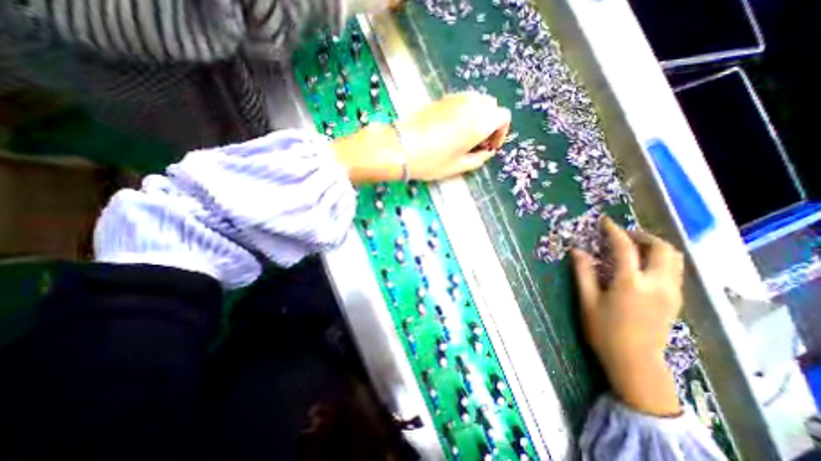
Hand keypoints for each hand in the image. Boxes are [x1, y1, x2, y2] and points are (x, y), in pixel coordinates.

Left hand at [329, 92, 510, 182]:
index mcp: (479, 122)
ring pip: (477, 100)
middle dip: (490, 122)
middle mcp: (471, 105)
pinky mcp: (441, 99)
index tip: (490, 146)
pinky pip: (462, 101)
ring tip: (466, 135)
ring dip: (478, 115)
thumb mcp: (458, 166)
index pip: (503, 116)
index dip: (501, 132)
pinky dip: (465, 111)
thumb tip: (487, 152)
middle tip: (479, 141)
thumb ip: (479, 158)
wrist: (401, 147)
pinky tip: (453, 128)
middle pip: (491, 106)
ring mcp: (455, 99)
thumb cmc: (431, 161)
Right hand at [573, 218, 686, 415]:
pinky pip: (673, 270)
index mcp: (631, 283)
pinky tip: (641, 265)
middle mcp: (657, 284)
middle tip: (622, 235)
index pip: (625, 248)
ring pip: (674, 258)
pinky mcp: (675, 300)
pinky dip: (659, 259)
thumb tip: (577, 250)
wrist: (635, 362)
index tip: (605, 221)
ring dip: (654, 246)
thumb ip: (583, 272)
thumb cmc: (604, 331)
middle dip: (643, 236)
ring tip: (633, 247)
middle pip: (662, 248)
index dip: (614, 231)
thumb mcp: (587, 300)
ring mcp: (671, 292)